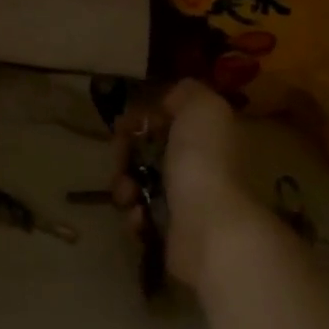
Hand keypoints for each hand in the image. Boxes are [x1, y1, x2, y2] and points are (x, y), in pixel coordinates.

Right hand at [111, 79, 260, 290]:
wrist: (208, 226)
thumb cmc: (203, 160)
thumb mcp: (204, 107)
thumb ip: (187, 93)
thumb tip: (169, 101)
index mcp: (207, 137)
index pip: (167, 122)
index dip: (142, 119)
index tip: (125, 123)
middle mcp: (199, 168)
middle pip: (147, 152)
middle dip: (125, 152)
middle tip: (120, 158)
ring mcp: (185, 204)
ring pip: (138, 185)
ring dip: (124, 185)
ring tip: (127, 193)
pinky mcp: (171, 235)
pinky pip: (140, 217)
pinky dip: (134, 215)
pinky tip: (140, 217)